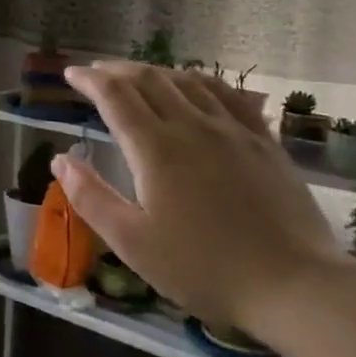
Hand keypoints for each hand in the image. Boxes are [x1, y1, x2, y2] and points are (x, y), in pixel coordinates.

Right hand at [53, 62, 342, 336]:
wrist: (295, 286)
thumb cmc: (204, 269)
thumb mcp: (133, 242)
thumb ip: (91, 197)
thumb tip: (60, 159)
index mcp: (155, 149)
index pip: (115, 96)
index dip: (89, 80)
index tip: (71, 74)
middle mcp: (192, 126)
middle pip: (149, 80)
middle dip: (117, 70)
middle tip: (97, 72)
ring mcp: (233, 130)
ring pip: (188, 81)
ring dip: (155, 72)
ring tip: (139, 76)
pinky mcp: (264, 142)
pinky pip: (228, 95)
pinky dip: (201, 81)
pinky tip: (196, 86)